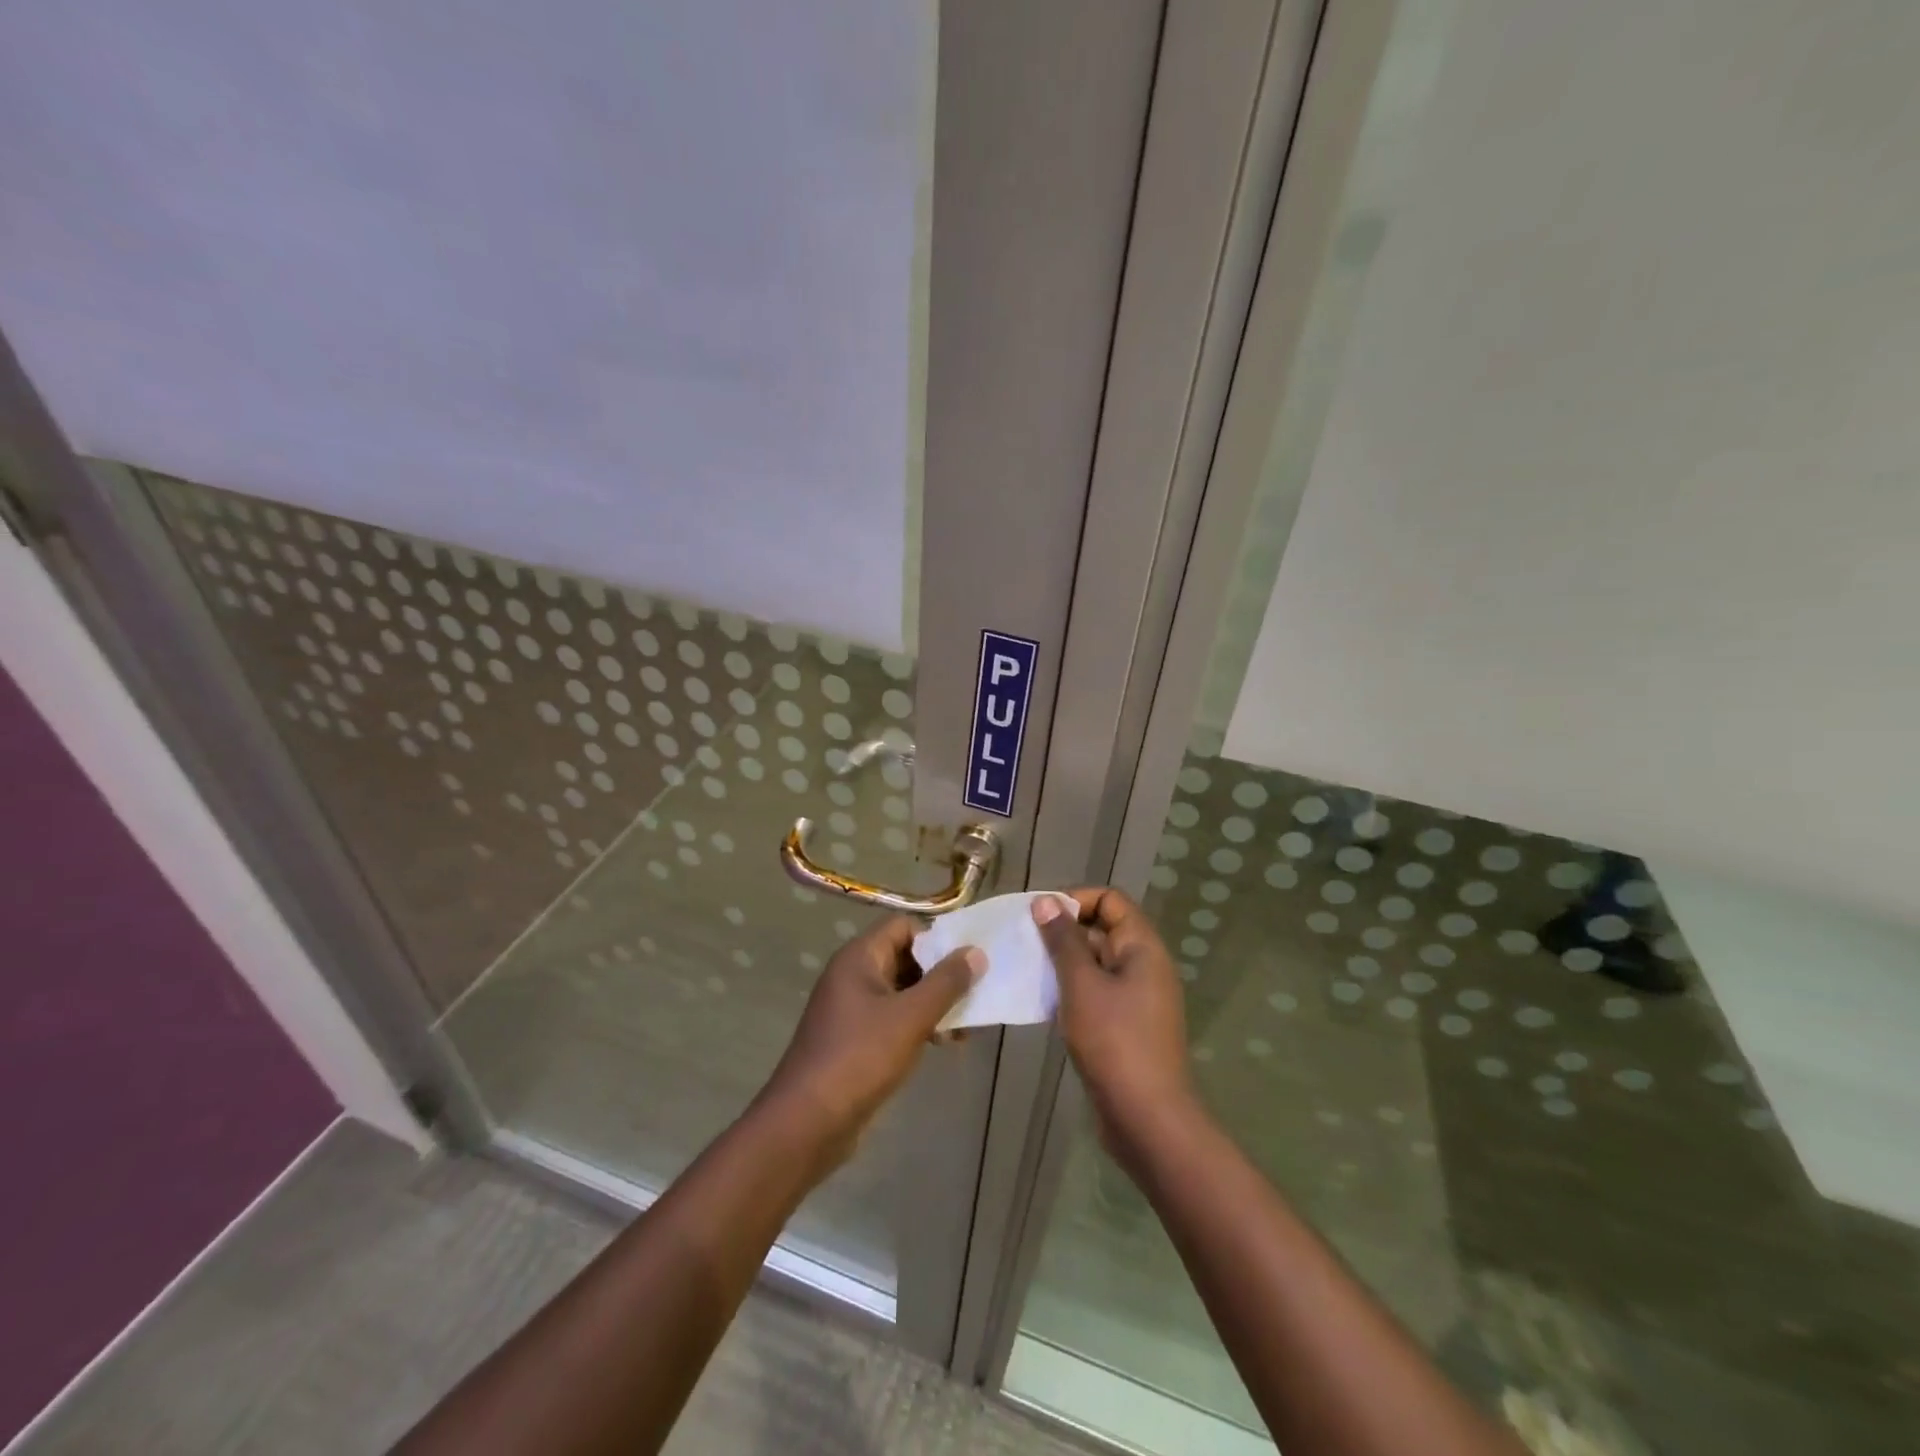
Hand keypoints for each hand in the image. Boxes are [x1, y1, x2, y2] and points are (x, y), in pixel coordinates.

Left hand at [758, 915, 982, 1172]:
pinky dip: (919, 1025)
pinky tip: (943, 1044)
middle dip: (940, 975)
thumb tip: (976, 952)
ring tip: (965, 1026)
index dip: (936, 937)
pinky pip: (893, 1019)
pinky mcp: (855, 1040)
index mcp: (859, 958)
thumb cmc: (860, 1057)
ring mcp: (851, 1010)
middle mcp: (853, 976)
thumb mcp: (911, 1017)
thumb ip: (946, 982)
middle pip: (905, 958)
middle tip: (975, 993)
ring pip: (902, 992)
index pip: (903, 927)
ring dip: (933, 1003)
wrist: (807, 1123)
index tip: (969, 958)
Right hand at [1033, 890, 1196, 1158]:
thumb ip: (1063, 940)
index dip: (1075, 899)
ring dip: (1062, 963)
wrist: (1147, 1118)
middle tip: (1024, 942)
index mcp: (1142, 947)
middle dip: (1063, 931)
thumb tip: (1046, 901)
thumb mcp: (1081, 985)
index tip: (1039, 915)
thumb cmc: (1114, 1042)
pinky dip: (1070, 990)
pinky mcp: (1125, 1025)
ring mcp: (1136, 998)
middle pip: (1102, 929)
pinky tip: (1042, 1001)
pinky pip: (1095, 992)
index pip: (1110, 900)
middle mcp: (1144, 965)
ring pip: (1095, 963)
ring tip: (1027, 969)